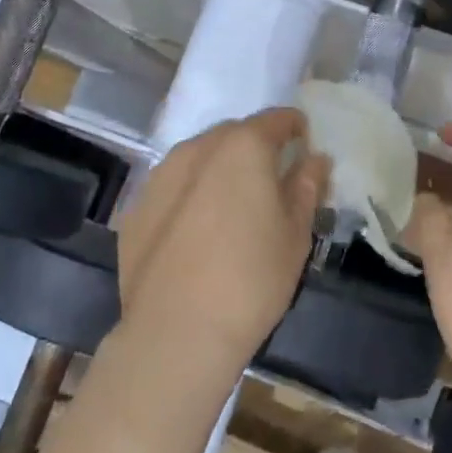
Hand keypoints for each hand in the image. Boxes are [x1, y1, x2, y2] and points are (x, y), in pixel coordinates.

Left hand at [117, 109, 329, 374]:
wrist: (176, 333)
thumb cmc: (252, 279)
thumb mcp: (296, 234)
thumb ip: (306, 186)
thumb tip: (315, 158)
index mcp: (243, 146)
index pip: (277, 119)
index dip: (295, 129)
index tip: (304, 149)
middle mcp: (198, 147)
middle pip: (235, 134)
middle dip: (255, 149)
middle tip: (271, 185)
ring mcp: (161, 175)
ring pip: (200, 158)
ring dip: (219, 171)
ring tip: (232, 209)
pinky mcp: (136, 207)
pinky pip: (173, 188)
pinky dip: (189, 197)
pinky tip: (197, 234)